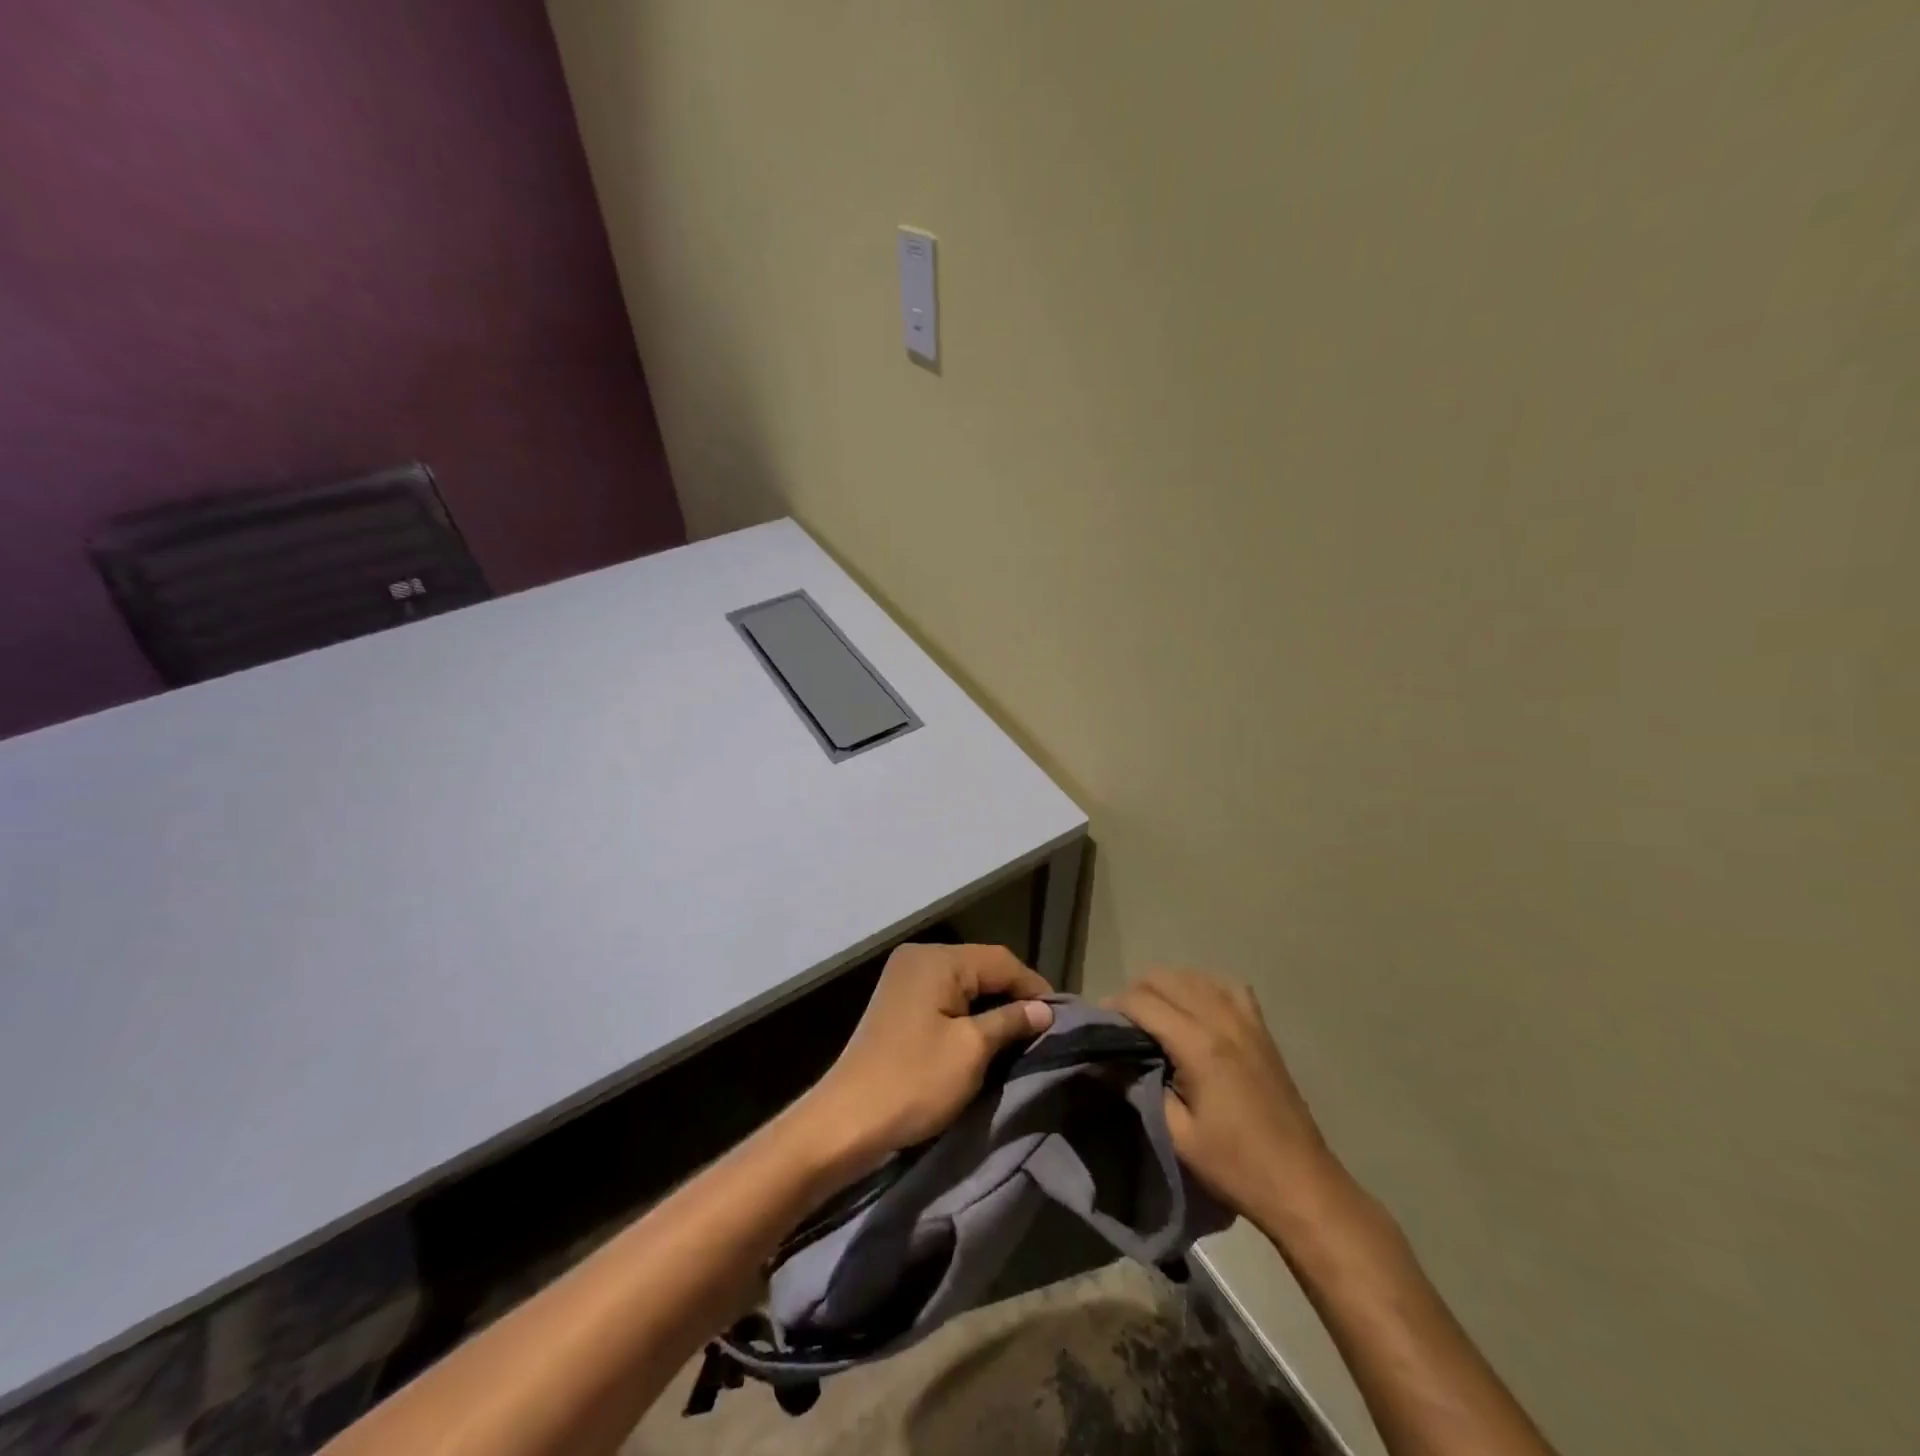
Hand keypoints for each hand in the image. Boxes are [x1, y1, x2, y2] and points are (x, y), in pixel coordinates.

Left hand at [802, 944, 1053, 1171]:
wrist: (847, 1121)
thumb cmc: (914, 1081)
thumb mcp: (972, 1050)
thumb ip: (1011, 1021)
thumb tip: (1044, 1009)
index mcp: (937, 959)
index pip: (1000, 960)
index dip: (1033, 986)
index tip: (1061, 1017)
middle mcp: (920, 957)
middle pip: (981, 967)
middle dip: (1014, 995)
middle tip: (1044, 1027)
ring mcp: (905, 978)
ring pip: (964, 983)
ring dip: (992, 1005)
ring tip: (1022, 1033)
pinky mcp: (899, 1002)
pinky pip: (945, 996)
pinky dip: (969, 1012)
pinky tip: (987, 1034)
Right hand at [1111, 969, 1341, 1228]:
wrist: (1301, 1184)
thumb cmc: (1235, 1166)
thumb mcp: (1176, 1135)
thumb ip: (1137, 1088)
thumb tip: (1106, 1060)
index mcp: (1199, 1045)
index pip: (1143, 1001)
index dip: (1114, 1006)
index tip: (1099, 1023)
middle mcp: (1222, 1019)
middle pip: (1166, 978)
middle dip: (1136, 992)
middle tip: (1122, 1023)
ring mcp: (1247, 1020)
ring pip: (1195, 975)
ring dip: (1167, 987)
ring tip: (1153, 1015)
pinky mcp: (1262, 1029)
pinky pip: (1227, 986)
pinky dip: (1203, 986)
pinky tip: (1195, 1007)